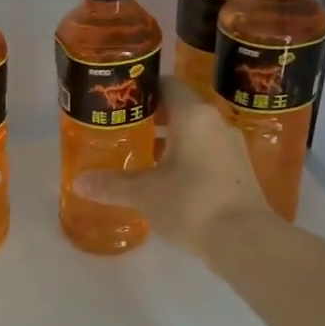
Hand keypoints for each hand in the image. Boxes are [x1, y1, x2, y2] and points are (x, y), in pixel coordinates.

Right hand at [74, 76, 271, 256]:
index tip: (122, 102)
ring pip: (195, 134)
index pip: (167, 85)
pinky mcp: (240, 172)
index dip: (144, 89)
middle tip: (125, 130)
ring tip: (142, 157)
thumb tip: (79, 182)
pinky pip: (207, 154)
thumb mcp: (145, 193)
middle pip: (181, 109)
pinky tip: (168, 181)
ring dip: (170, 142)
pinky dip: (187, 160)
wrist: (245, 240)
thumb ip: (112, 184)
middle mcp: (216, 123)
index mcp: (193, 116)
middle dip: (154, 118)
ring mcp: (232, 148)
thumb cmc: (192, 202)